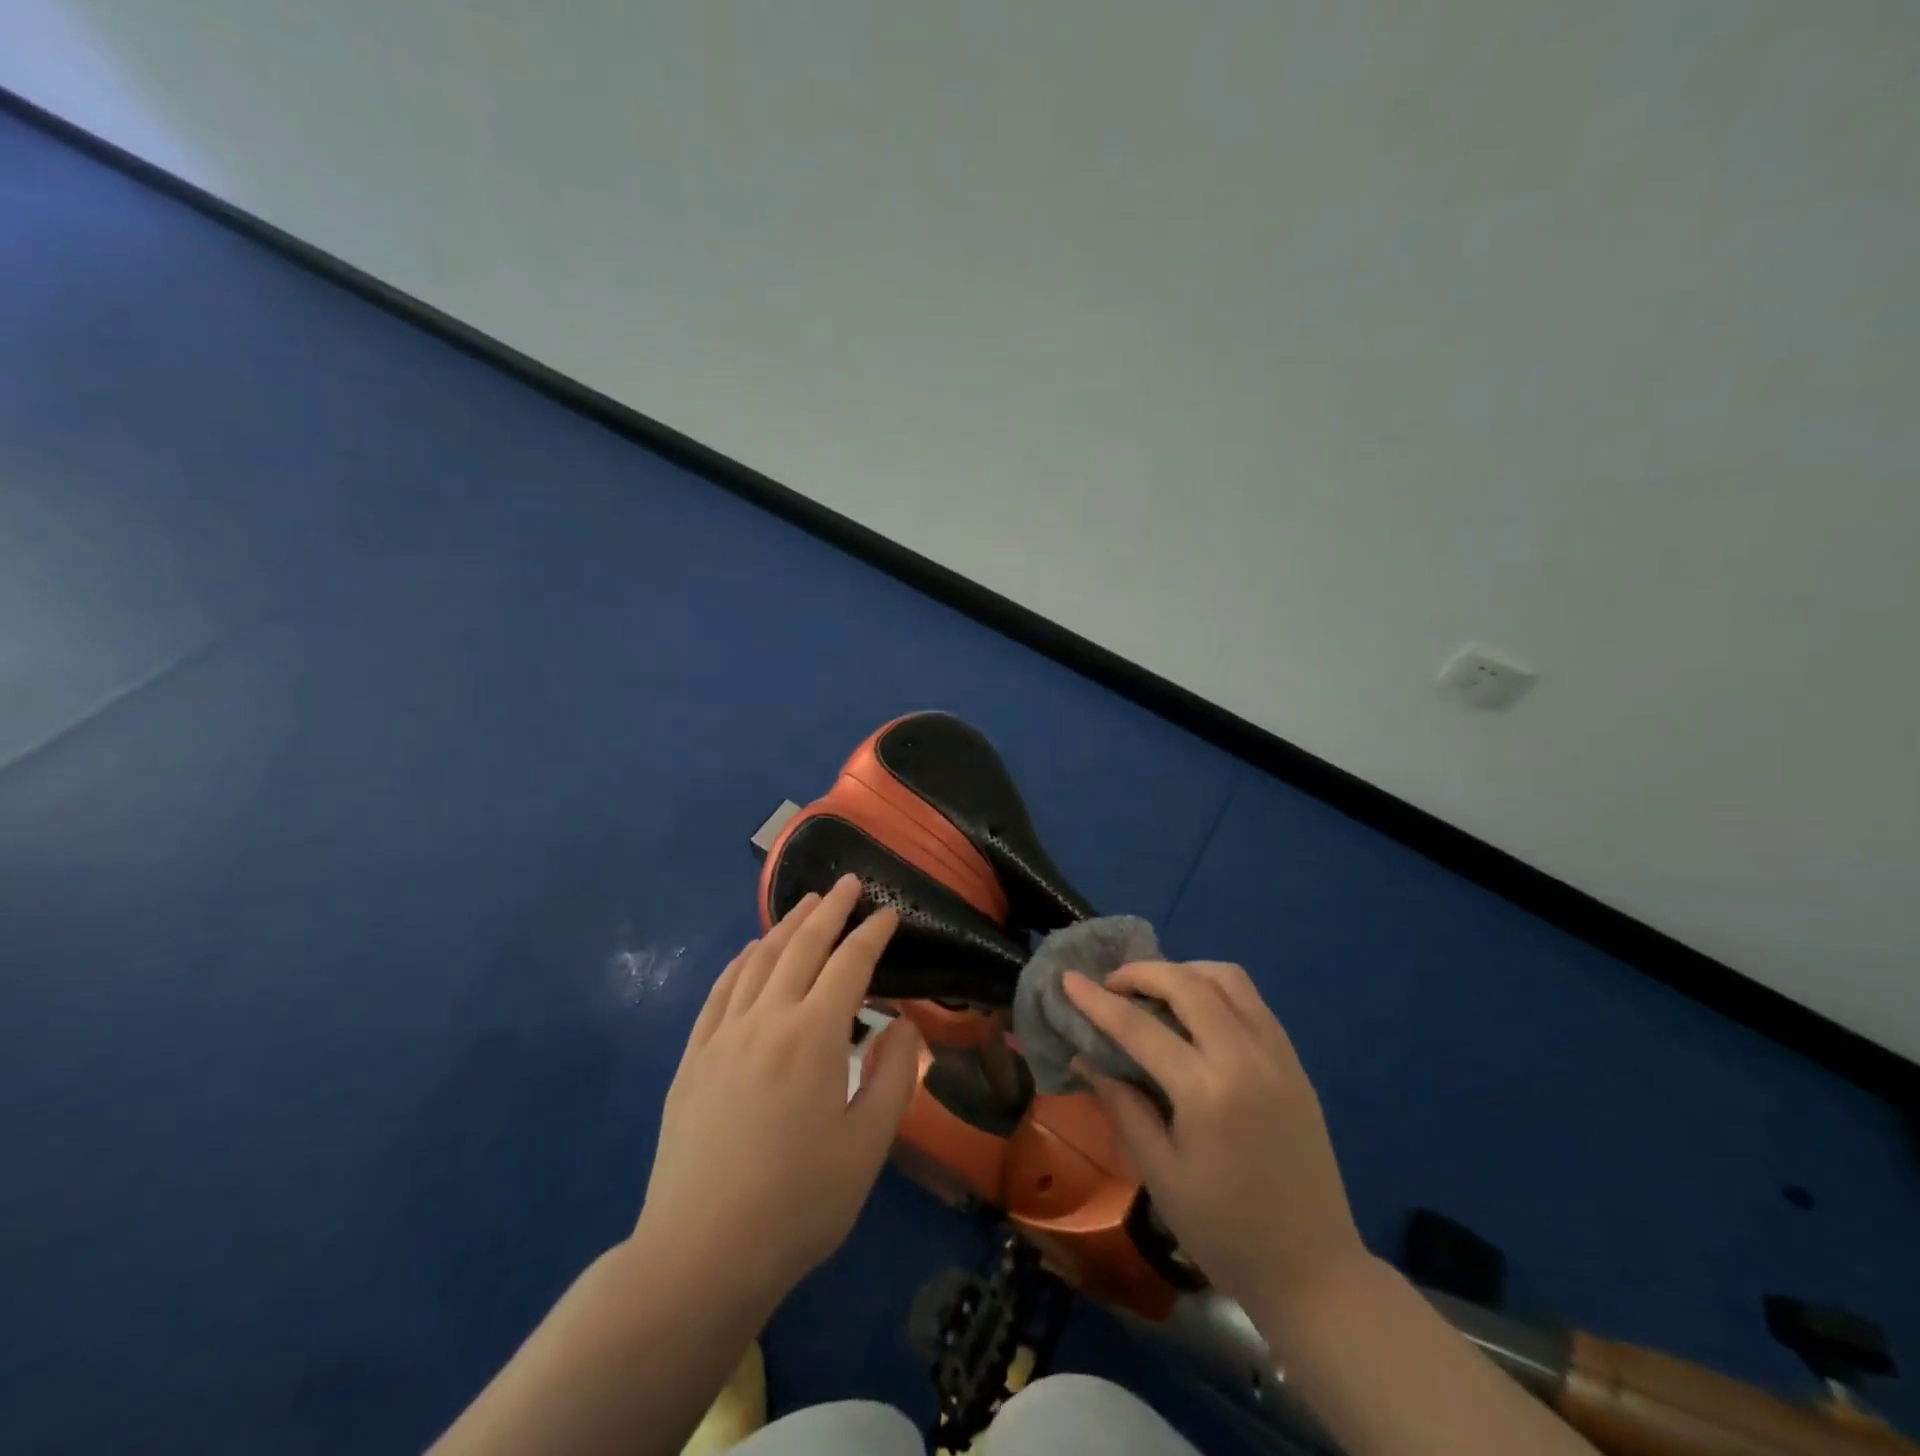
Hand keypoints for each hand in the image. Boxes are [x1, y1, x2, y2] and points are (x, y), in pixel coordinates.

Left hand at [637, 875, 924, 1310]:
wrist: (700, 1255)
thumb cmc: (798, 1204)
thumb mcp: (867, 1146)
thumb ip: (892, 1077)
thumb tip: (903, 1024)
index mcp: (814, 1035)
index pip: (850, 964)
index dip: (873, 933)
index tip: (890, 911)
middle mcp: (767, 1019)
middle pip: (802, 947)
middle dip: (829, 910)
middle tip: (847, 883)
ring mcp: (723, 1035)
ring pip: (758, 961)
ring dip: (786, 926)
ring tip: (805, 905)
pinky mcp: (693, 1058)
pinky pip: (720, 992)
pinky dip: (740, 963)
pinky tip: (750, 954)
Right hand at [1064, 961, 1366, 1316]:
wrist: (1314, 1270)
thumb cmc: (1226, 1231)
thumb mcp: (1160, 1175)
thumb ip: (1122, 1105)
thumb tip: (1085, 1057)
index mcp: (1207, 1091)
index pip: (1140, 1027)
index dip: (1097, 1000)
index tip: (1068, 979)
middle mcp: (1246, 1057)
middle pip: (1187, 983)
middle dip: (1142, 972)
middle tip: (1112, 985)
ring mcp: (1277, 1054)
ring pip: (1227, 978)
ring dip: (1184, 972)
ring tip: (1155, 993)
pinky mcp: (1295, 1062)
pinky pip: (1252, 1000)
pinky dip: (1216, 988)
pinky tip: (1196, 1013)